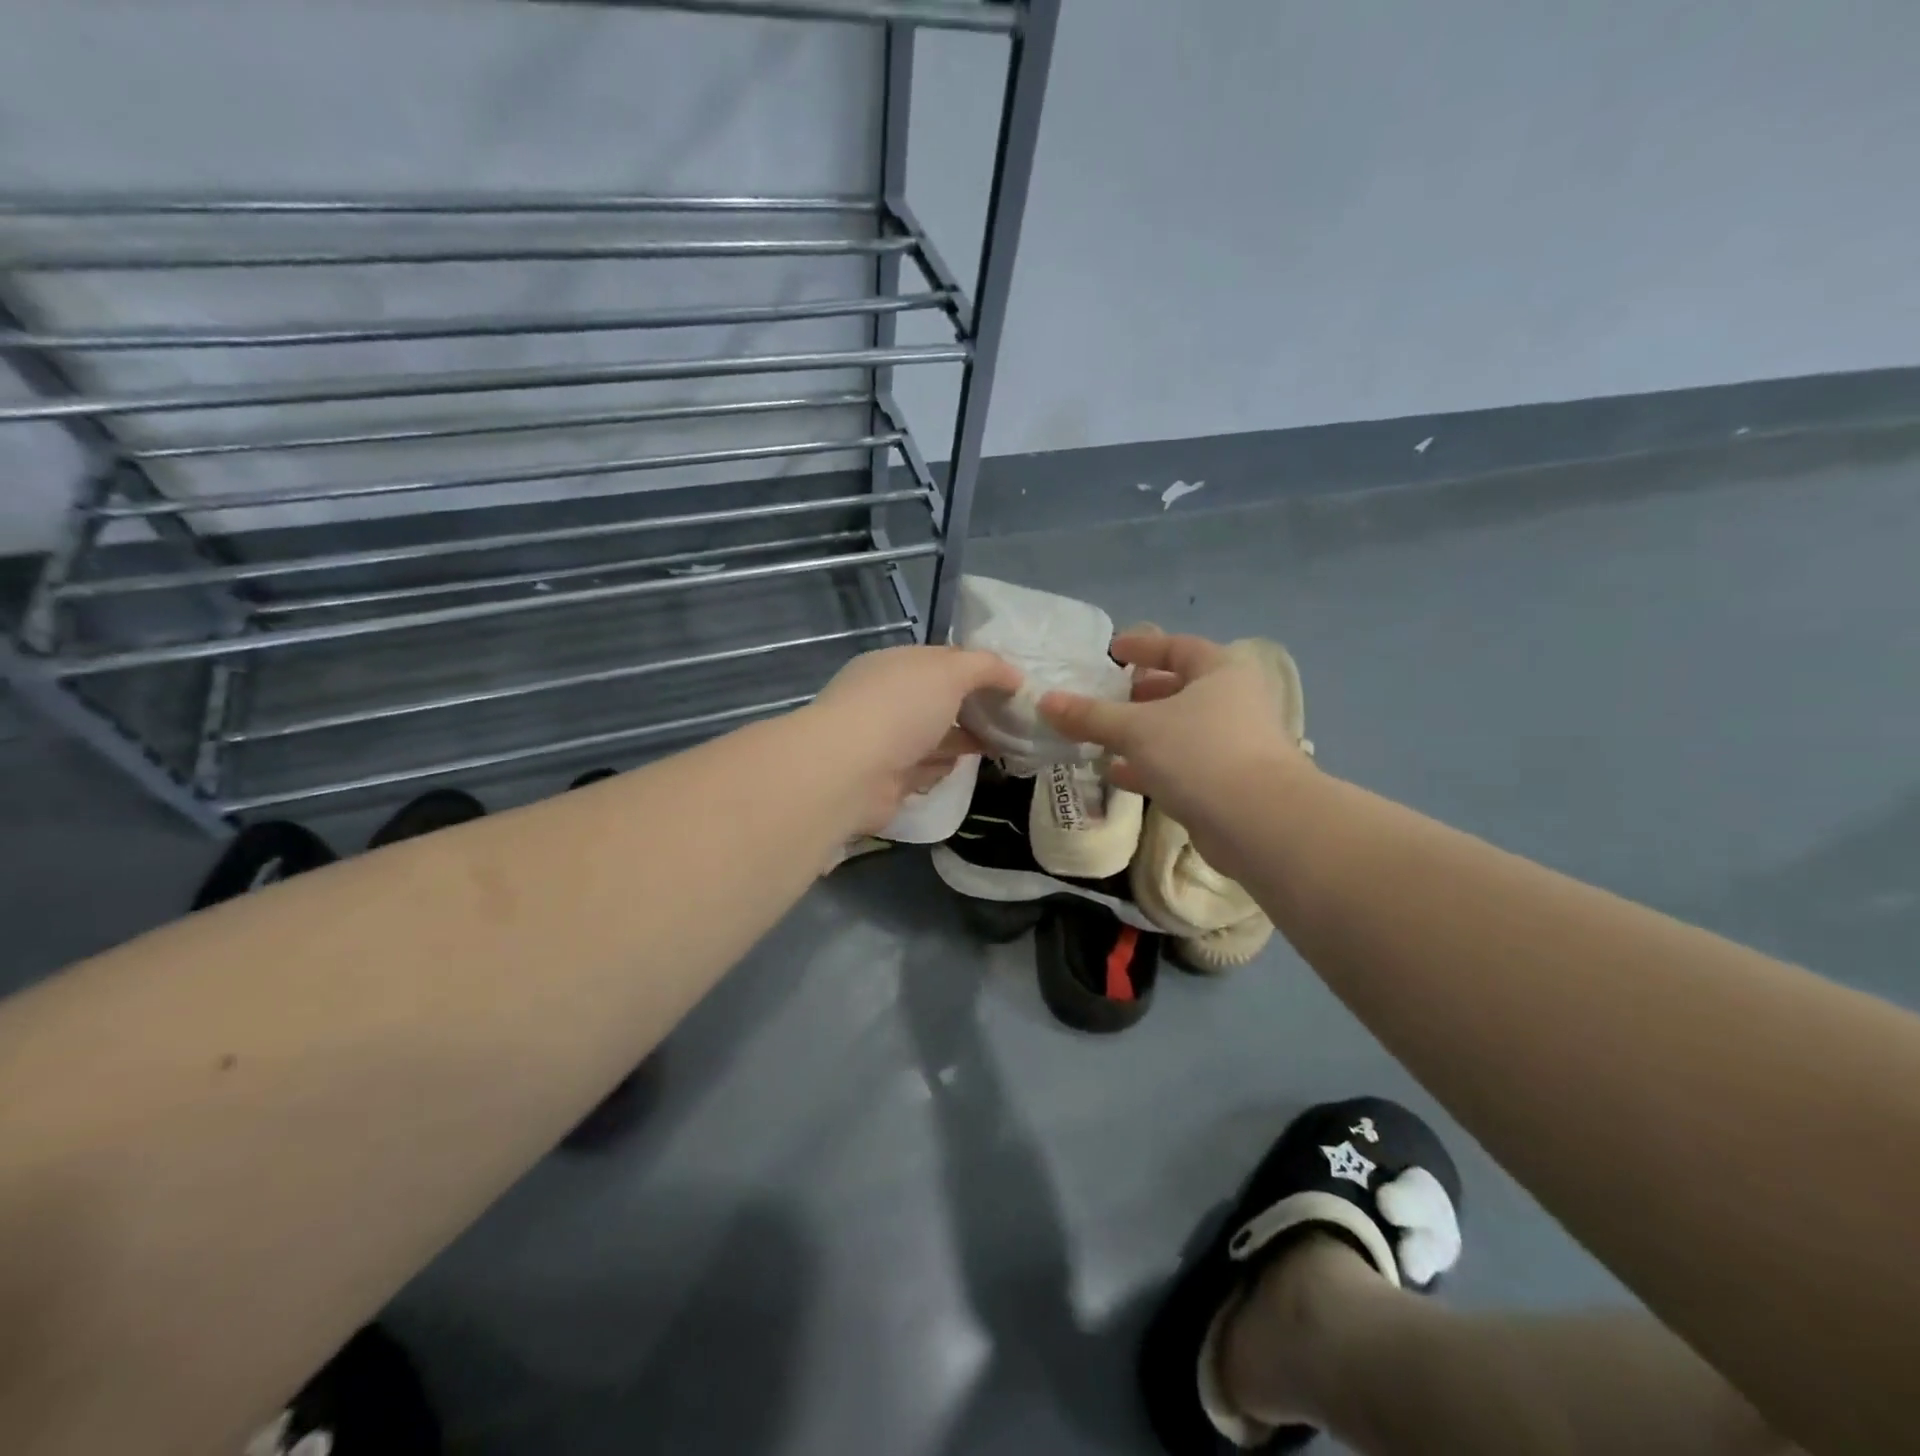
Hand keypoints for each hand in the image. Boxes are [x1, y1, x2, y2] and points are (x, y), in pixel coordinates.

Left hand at [807, 645, 1021, 832]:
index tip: (1013, 684)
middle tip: (1014, 718)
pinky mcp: (888, 780)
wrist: (851, 771)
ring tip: (1003, 743)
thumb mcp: (950, 671)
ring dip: (963, 740)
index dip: (978, 669)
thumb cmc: (900, 708)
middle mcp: (886, 700)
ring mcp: (885, 741)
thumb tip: (1016, 675)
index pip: (941, 661)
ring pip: (933, 736)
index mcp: (894, 665)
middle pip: (939, 700)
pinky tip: (965, 766)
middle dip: (973, 707)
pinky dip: (943, 768)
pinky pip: (924, 769)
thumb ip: (985, 667)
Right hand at [1037, 625, 1309, 848]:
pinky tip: (1116, 774)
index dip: (1143, 646)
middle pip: (1179, 689)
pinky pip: (1181, 765)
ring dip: (1141, 733)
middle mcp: (1233, 702)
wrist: (1259, 823)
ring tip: (1101, 737)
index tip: (1112, 651)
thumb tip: (1044, 701)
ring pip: (1178, 730)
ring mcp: (1233, 745)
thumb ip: (1090, 715)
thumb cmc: (1199, 754)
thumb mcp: (1136, 729)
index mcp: (1220, 672)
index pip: (1178, 647)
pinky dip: (1150, 766)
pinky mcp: (1227, 783)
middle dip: (1139, 694)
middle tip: (1105, 697)